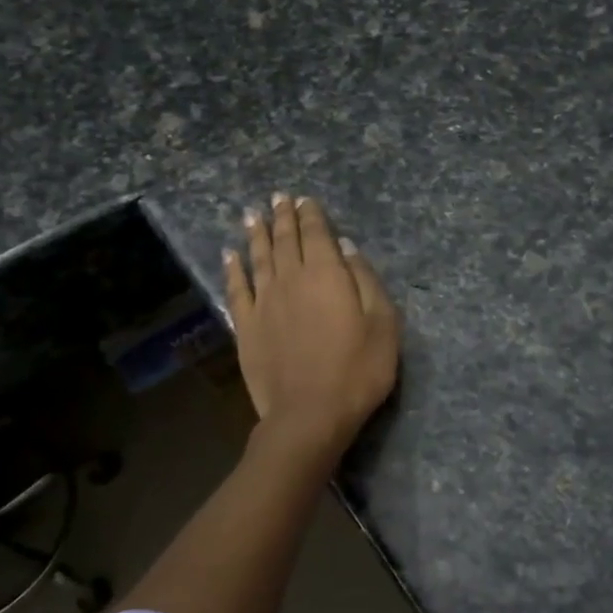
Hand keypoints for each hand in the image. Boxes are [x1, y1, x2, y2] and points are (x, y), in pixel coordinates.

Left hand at [224, 194, 400, 454]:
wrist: (309, 414)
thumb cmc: (358, 370)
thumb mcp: (382, 323)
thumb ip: (365, 280)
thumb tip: (347, 247)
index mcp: (326, 274)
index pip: (316, 234)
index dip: (310, 214)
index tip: (304, 199)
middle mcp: (290, 279)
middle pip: (285, 240)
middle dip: (283, 217)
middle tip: (278, 197)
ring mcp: (264, 303)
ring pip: (258, 258)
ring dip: (256, 234)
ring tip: (253, 214)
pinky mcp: (246, 327)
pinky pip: (236, 289)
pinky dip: (232, 268)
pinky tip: (229, 255)